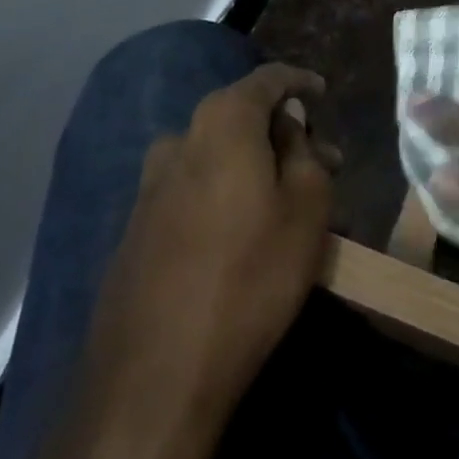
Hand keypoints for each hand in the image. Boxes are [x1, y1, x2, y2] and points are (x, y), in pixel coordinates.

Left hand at [82, 63, 334, 434]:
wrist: (154, 379)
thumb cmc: (249, 278)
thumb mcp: (306, 208)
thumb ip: (303, 150)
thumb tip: (288, 122)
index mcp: (222, 122)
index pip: (267, 79)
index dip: (299, 82)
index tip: (322, 94)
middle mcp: (179, 140)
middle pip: (240, 117)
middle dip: (282, 134)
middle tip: (321, 162)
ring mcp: (149, 186)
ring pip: (215, 157)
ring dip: (253, 166)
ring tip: (286, 202)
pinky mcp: (135, 228)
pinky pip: (192, 190)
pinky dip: (223, 194)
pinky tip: (242, 232)